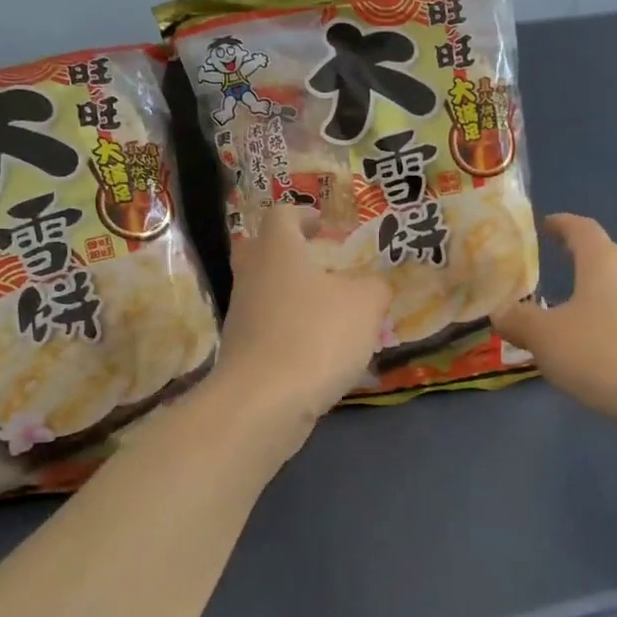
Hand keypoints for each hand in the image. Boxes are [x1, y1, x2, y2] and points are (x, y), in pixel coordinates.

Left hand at [206, 202, 390, 435]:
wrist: (264, 401)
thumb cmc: (316, 336)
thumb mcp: (365, 305)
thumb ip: (375, 288)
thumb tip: (374, 286)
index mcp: (278, 251)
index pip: (281, 215)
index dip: (302, 214)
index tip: (322, 224)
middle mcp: (252, 276)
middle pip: (260, 250)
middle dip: (287, 252)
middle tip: (317, 261)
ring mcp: (241, 316)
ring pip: (263, 292)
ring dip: (292, 295)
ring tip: (329, 312)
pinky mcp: (241, 352)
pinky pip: (267, 329)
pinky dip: (290, 331)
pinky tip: (318, 350)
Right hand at [492, 214, 616, 433]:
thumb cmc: (602, 353)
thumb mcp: (545, 337)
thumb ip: (519, 320)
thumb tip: (500, 311)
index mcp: (602, 263)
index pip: (582, 229)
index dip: (562, 224)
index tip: (545, 224)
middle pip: (603, 256)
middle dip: (578, 256)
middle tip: (552, 262)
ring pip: (614, 289)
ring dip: (589, 292)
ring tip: (562, 308)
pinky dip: (602, 321)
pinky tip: (586, 344)